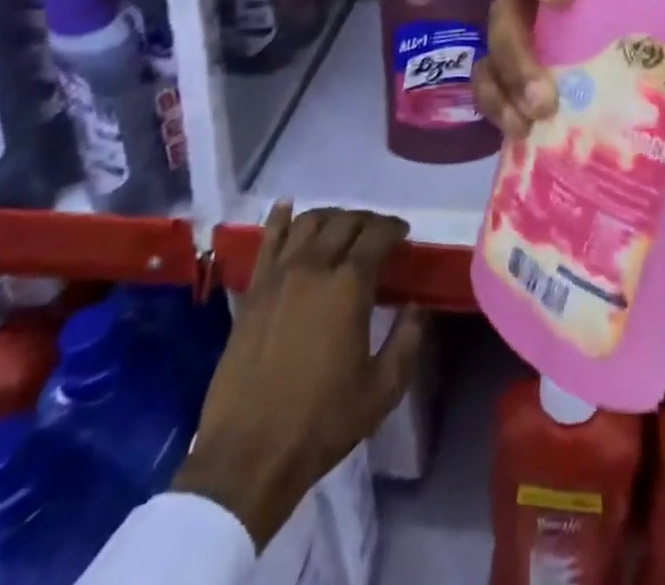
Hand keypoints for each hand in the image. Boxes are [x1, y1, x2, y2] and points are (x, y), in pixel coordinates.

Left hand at [174, 204, 425, 544]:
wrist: (248, 457)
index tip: (403, 233)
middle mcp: (314, 268)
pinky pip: (268, 240)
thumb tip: (416, 305)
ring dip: (330, 216)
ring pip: (308, 222)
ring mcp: (278, 276)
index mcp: (349, 286)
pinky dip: (280, 218)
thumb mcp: (382, 390)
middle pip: (344, 222)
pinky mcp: (252, 292)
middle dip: (366, 220)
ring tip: (341, 227)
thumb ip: (407, 340)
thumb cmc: (322, 423)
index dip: (394, 228)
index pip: (377, 235)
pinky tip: (287, 206)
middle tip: (377, 233)